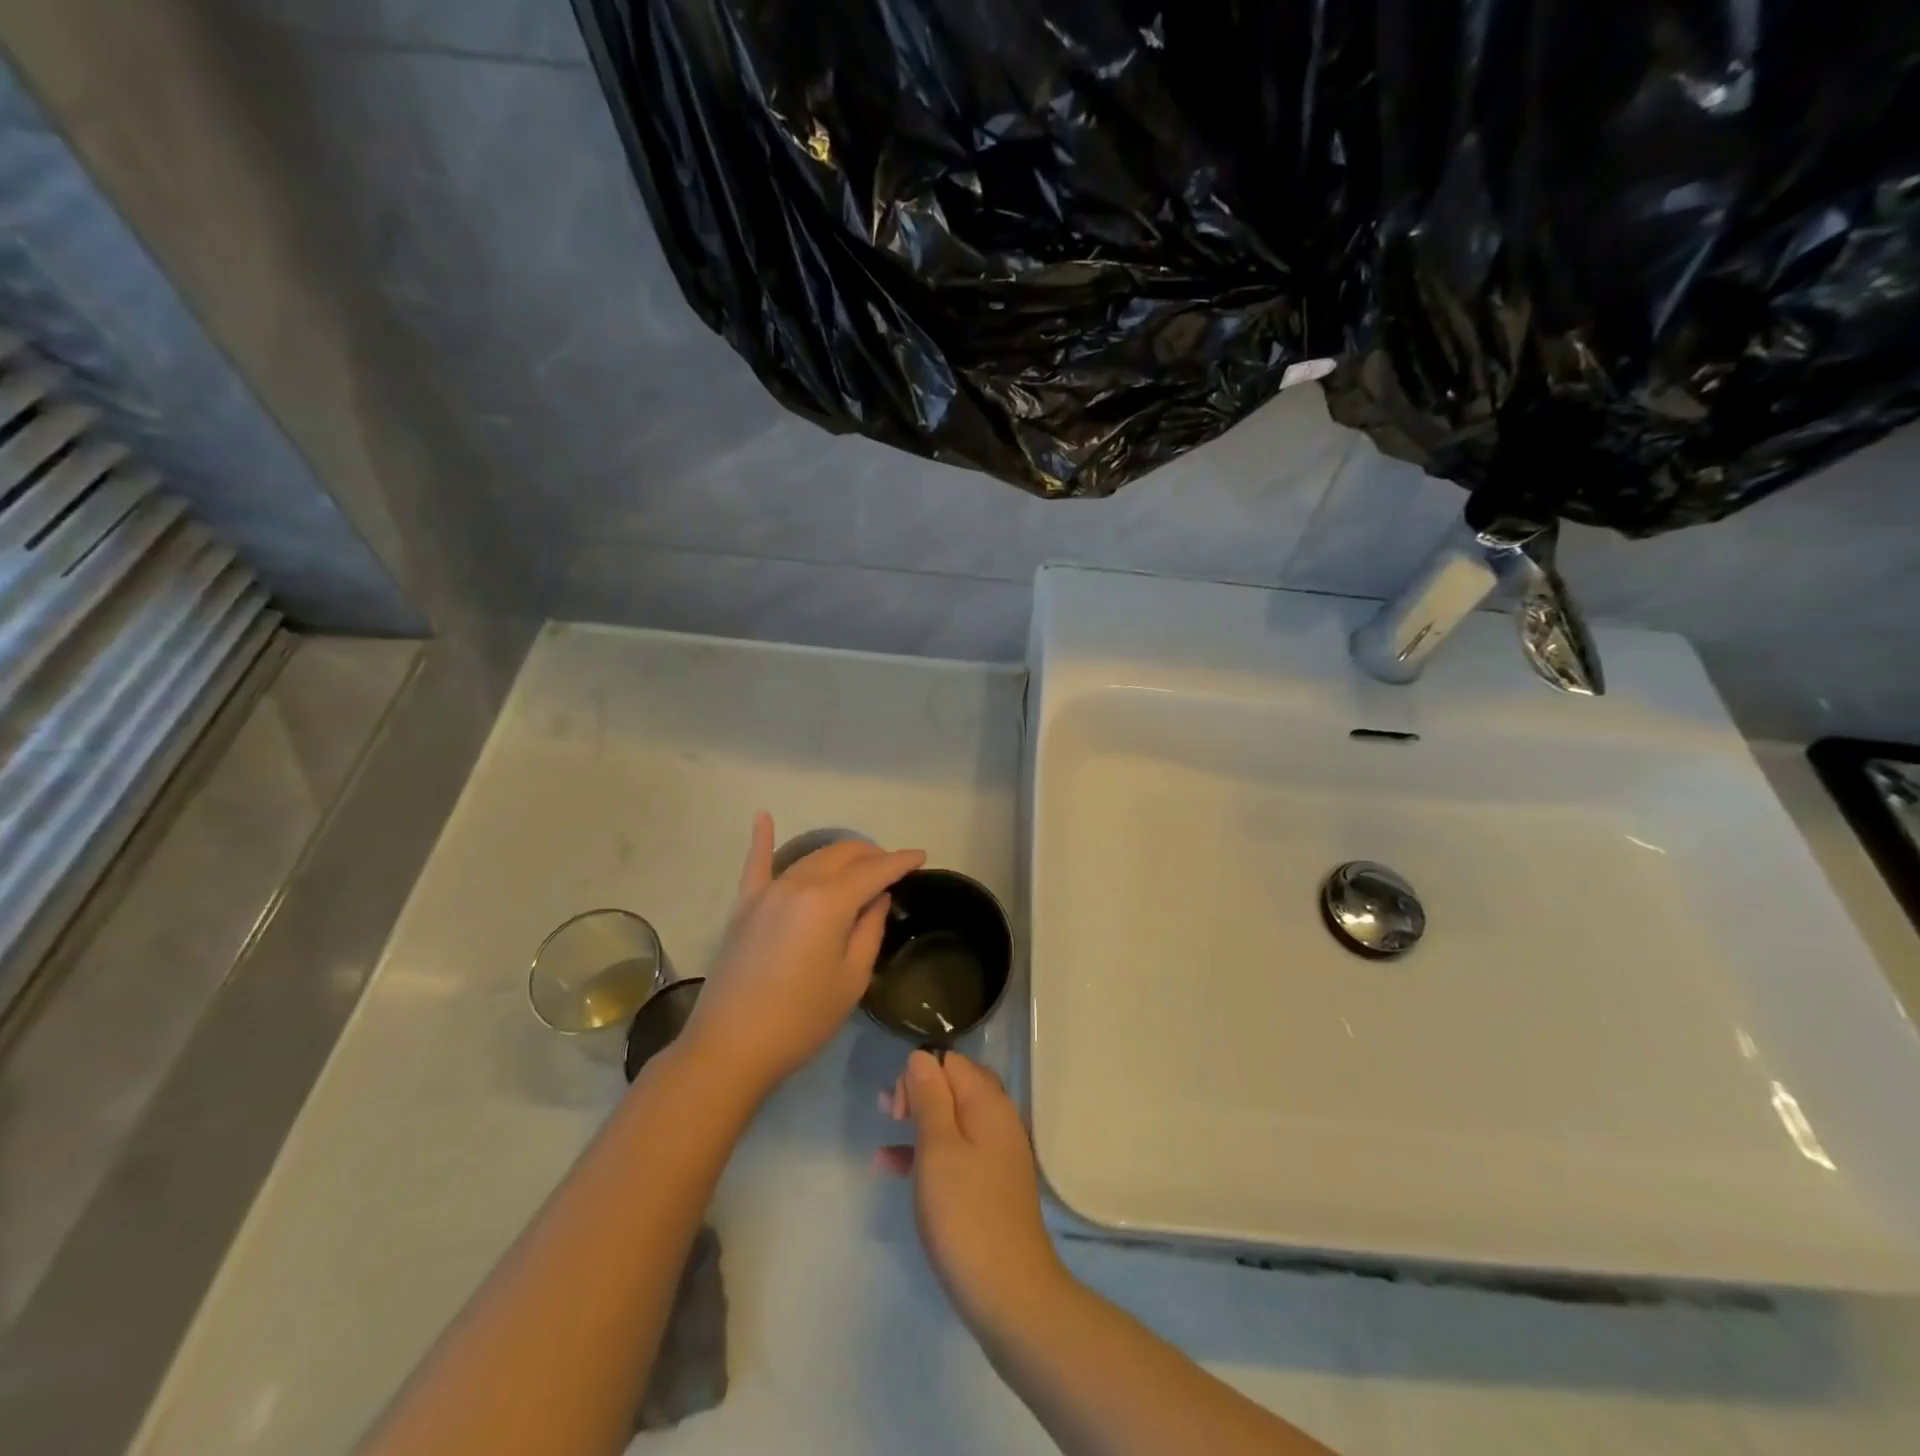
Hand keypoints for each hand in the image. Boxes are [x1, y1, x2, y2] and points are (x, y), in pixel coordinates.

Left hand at [684, 813, 923, 1097]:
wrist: (731, 1047)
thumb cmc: (802, 1019)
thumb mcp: (852, 978)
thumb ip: (869, 929)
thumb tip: (876, 897)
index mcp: (829, 901)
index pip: (874, 871)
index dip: (900, 861)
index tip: (921, 856)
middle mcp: (798, 884)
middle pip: (842, 855)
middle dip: (871, 855)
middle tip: (892, 868)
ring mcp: (767, 892)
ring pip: (810, 858)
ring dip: (838, 856)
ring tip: (859, 863)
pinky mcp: (744, 906)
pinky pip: (755, 864)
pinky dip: (762, 839)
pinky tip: (762, 817)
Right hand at [880, 1050, 1066, 1331]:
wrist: (1009, 1295)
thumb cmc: (966, 1215)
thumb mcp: (938, 1150)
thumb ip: (929, 1098)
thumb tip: (922, 1056)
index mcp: (988, 1103)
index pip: (951, 1062)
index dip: (920, 1074)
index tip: (898, 1107)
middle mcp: (998, 1120)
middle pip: (954, 1086)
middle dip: (919, 1092)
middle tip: (888, 1113)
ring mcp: (996, 1154)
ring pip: (953, 1119)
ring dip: (919, 1120)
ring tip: (885, 1130)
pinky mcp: (990, 1185)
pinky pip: (955, 1151)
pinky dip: (927, 1152)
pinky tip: (893, 1168)